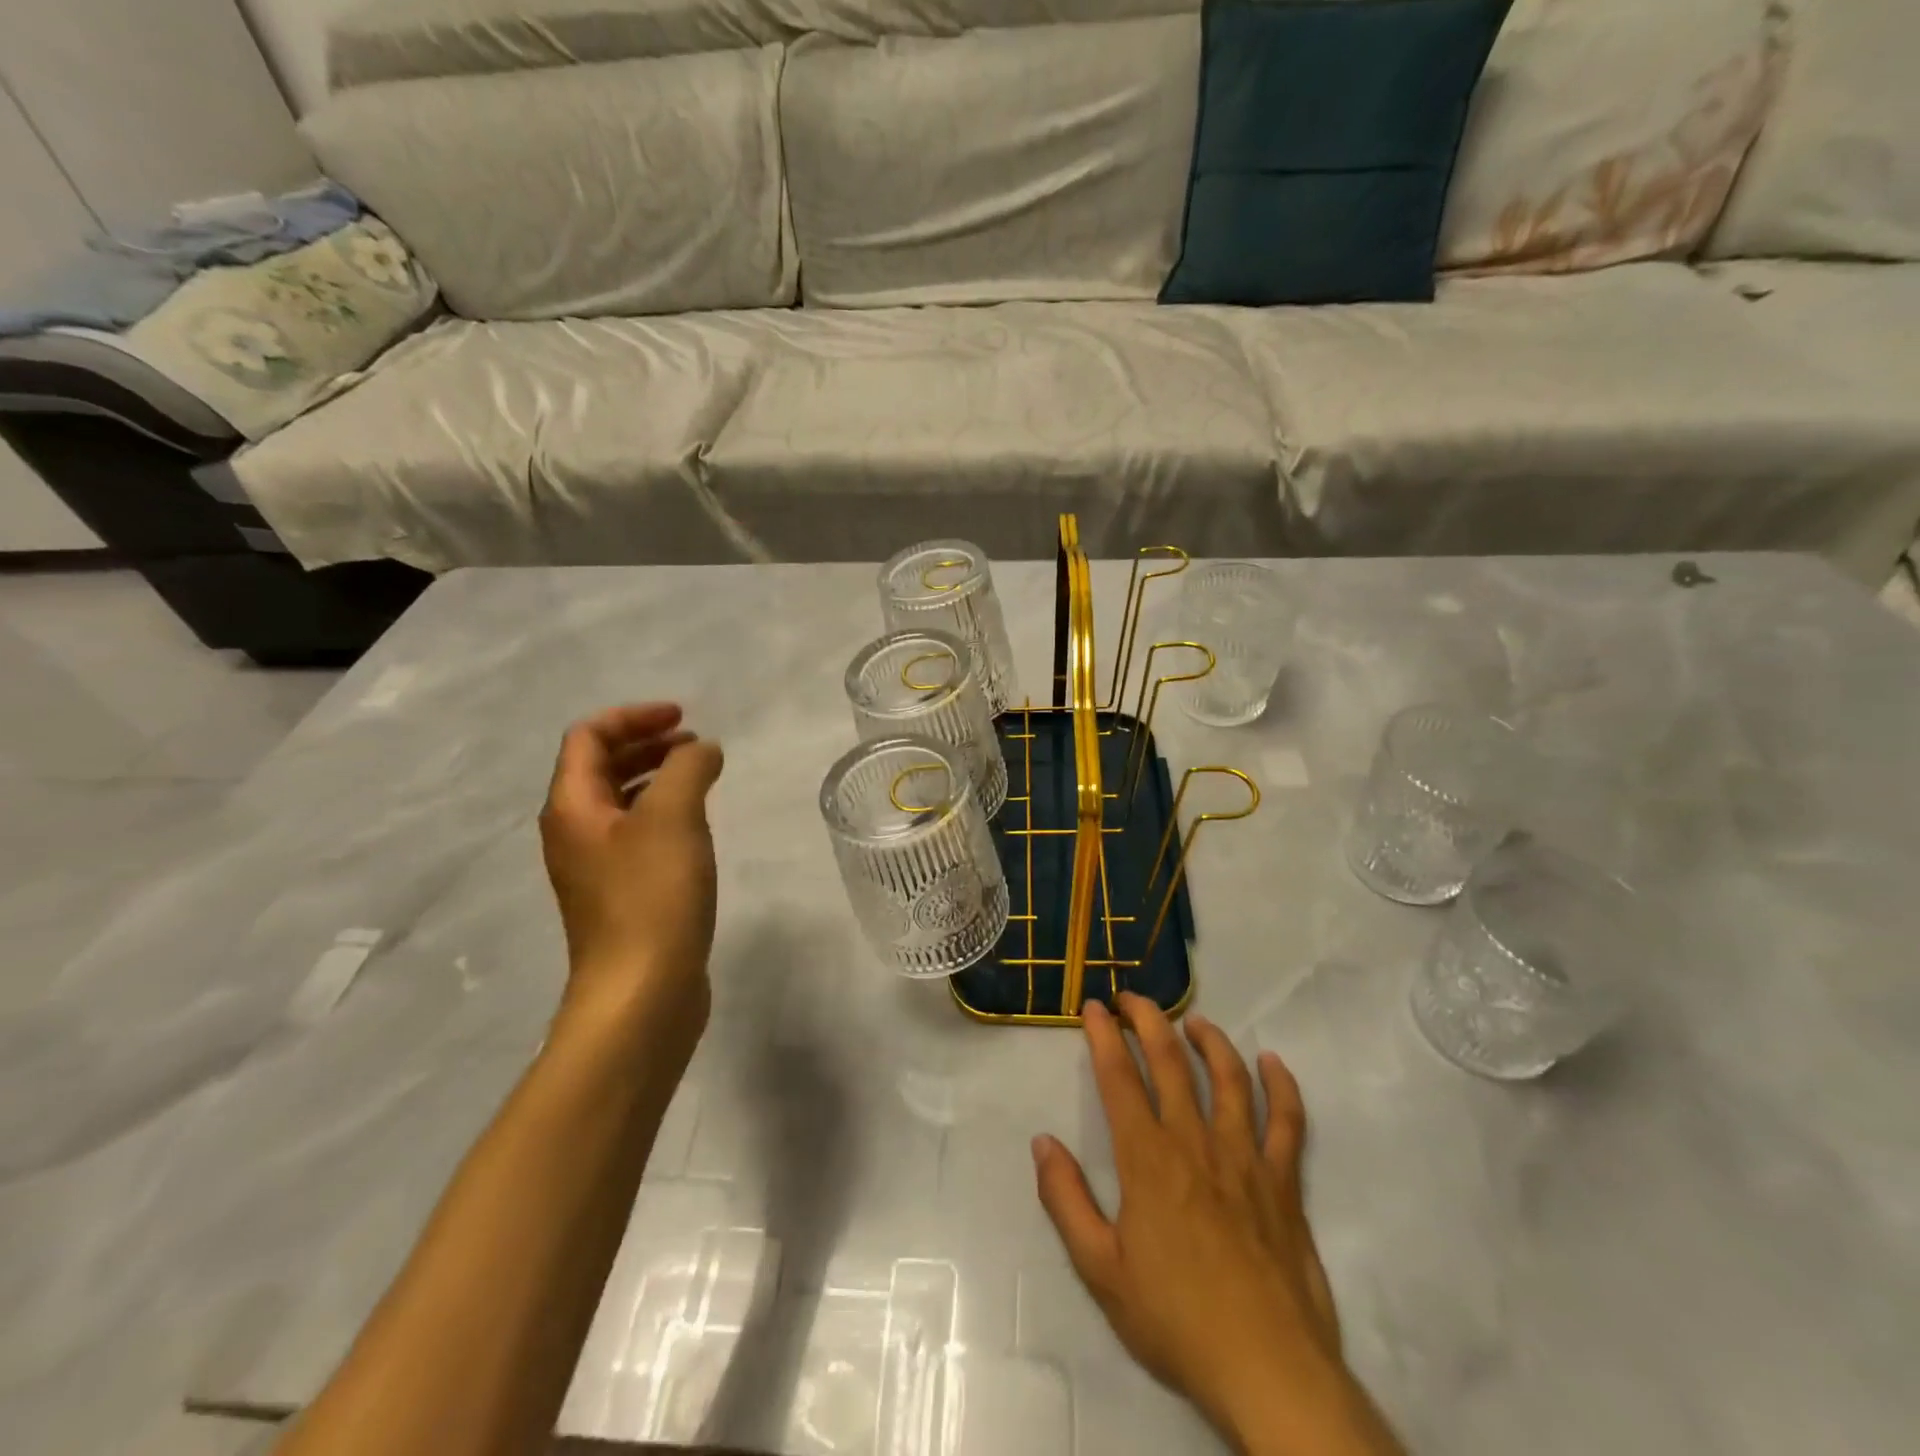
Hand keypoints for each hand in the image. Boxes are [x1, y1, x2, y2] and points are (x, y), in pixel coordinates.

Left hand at [539, 703, 724, 1056]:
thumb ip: (688, 768)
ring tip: (701, 778)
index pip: (589, 738)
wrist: (641, 993)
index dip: (633, 717)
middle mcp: (574, 833)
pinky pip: (637, 835)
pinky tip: (696, 828)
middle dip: (646, 745)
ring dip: (656, 778)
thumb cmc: (652, 896)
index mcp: (572, 808)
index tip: (683, 717)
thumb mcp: (674, 816)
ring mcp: (595, 868)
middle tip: (694, 743)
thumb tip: (701, 750)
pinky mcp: (621, 895)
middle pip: (600, 768)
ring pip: (620, 803)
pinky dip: (664, 814)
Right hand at [1032, 994, 1399, 1455]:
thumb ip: (1066, 1201)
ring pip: (1228, 1078)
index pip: (1119, 1078)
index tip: (1094, 1007)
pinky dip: (1282, 1086)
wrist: (1268, 1371)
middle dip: (1148, 1020)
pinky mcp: (1284, 1181)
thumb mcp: (1100, 1270)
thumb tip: (1042, 1142)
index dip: (1104, 1036)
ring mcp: (1245, 1157)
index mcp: (1147, 1159)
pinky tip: (1272, 1062)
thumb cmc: (1176, 1320)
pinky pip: (1287, 1121)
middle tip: (1133, 998)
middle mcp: (1195, 1142)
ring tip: (1193, 1020)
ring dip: (1209, 1040)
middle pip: (1171, 1061)